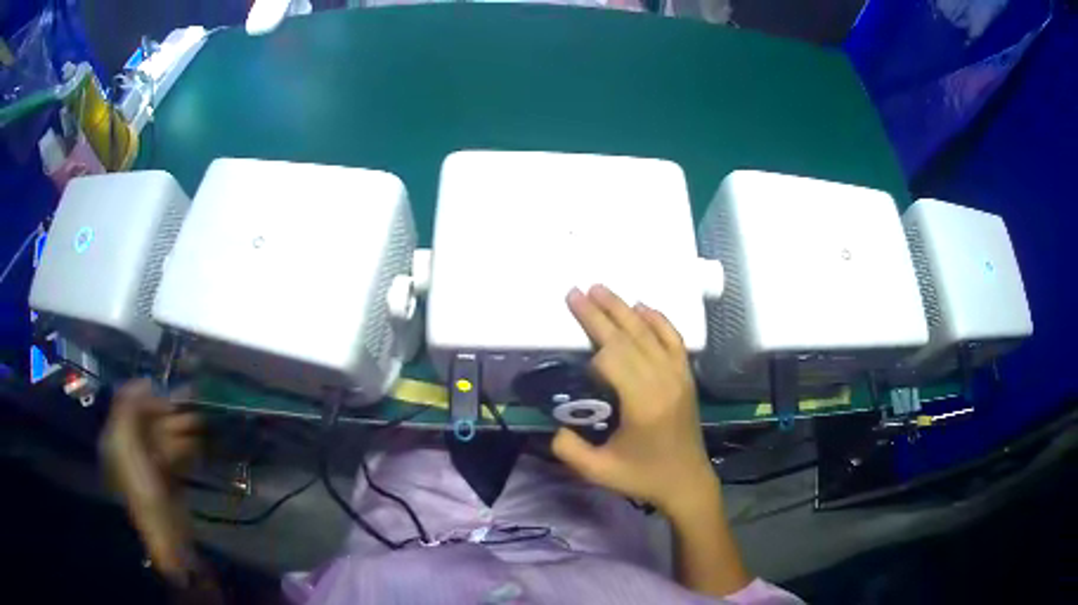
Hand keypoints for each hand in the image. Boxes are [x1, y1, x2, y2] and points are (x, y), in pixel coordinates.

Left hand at [100, 380, 201, 584]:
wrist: (159, 536)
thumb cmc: (138, 486)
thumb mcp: (125, 442)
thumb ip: (128, 407)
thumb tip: (143, 381)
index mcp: (119, 436)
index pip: (135, 407)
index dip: (154, 397)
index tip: (175, 393)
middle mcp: (134, 448)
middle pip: (153, 422)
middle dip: (173, 413)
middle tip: (197, 406)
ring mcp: (153, 467)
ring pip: (168, 439)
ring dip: (185, 430)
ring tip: (203, 425)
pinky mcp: (171, 484)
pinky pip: (179, 459)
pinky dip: (189, 450)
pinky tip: (201, 445)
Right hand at [552, 285, 718, 516]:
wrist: (687, 482)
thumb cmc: (644, 477)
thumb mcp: (599, 471)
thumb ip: (569, 450)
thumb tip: (555, 426)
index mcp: (643, 403)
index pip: (613, 359)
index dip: (593, 350)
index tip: (577, 352)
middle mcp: (663, 381)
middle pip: (628, 338)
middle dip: (600, 313)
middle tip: (576, 292)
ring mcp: (678, 375)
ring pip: (649, 333)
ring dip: (623, 309)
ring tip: (601, 289)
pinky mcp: (686, 376)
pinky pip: (673, 339)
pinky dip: (658, 320)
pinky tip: (642, 307)